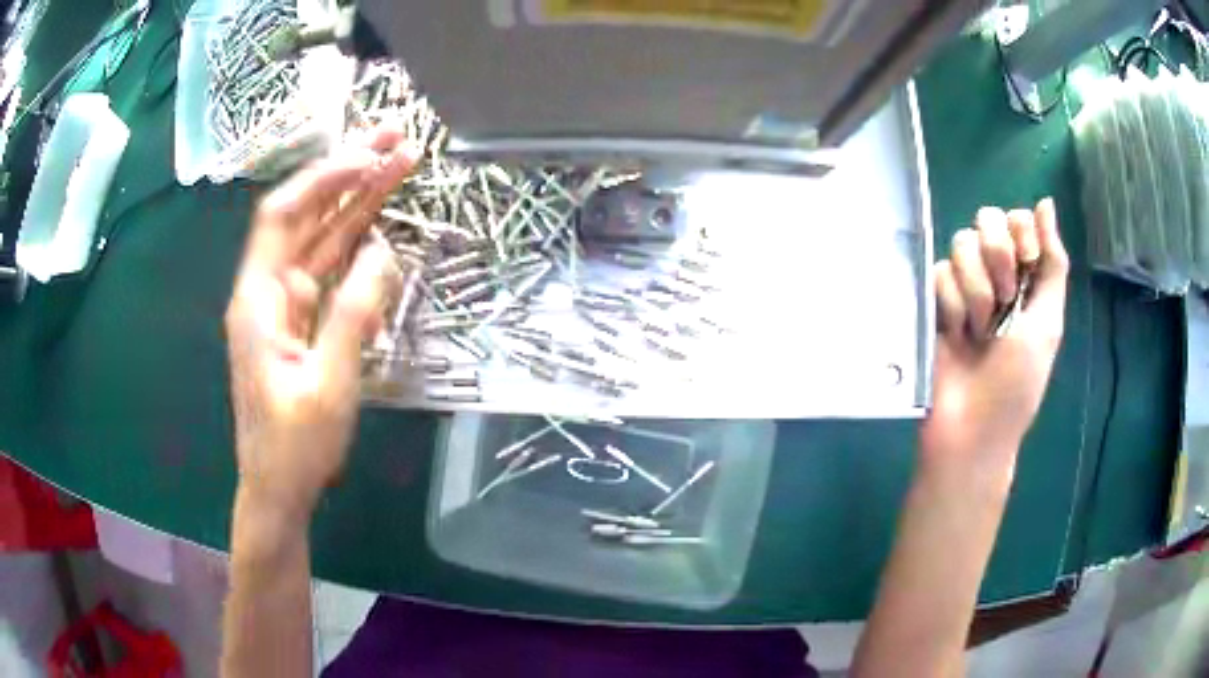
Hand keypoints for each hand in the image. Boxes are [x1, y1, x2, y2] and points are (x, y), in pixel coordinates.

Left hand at [225, 129, 415, 521]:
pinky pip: (328, 269)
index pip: (283, 215)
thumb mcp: (328, 384)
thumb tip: (383, 253)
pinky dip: (354, 243)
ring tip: (398, 164)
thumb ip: (353, 315)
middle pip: (305, 216)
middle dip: (347, 174)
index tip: (368, 158)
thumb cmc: (295, 445)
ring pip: (320, 237)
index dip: (324, 180)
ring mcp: (284, 304)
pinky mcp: (301, 320)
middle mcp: (267, 290)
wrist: (278, 488)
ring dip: (356, 201)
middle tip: (394, 139)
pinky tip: (380, 223)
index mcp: (258, 300)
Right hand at [920, 198, 1068, 483]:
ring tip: (980, 330)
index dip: (1022, 233)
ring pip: (961, 244)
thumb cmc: (1018, 382)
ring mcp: (962, 286)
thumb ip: (1053, 263)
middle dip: (998, 255)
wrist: (972, 428)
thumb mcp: (1048, 323)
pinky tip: (956, 335)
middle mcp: (994, 273)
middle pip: (987, 219)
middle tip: (1006, 298)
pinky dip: (951, 305)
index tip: (1028, 264)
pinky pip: (938, 273)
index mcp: (1026, 277)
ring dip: (977, 288)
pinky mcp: (933, 301)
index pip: (1018, 219)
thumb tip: (1046, 201)